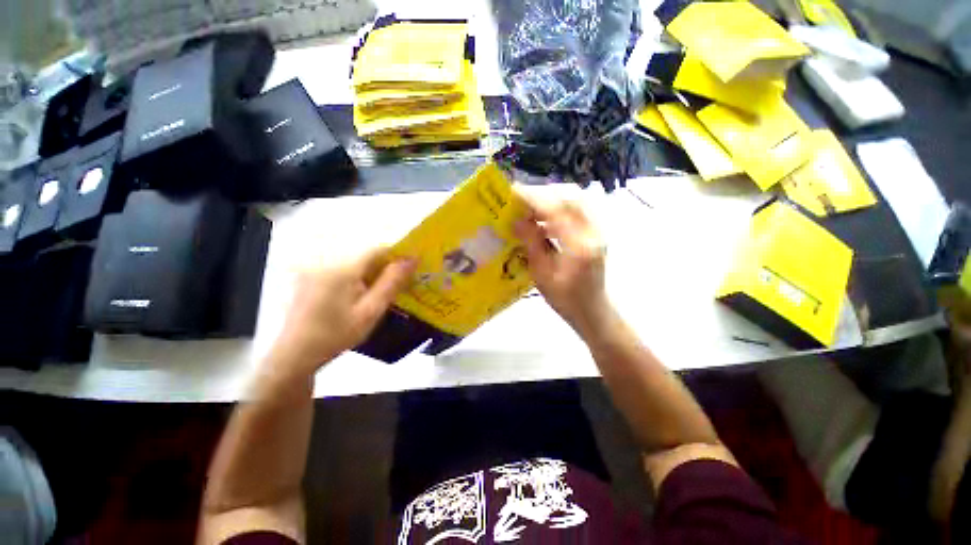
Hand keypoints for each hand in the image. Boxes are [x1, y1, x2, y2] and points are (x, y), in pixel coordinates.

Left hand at [271, 248, 415, 379]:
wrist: (295, 355)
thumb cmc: (337, 334)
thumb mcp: (370, 311)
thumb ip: (392, 283)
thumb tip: (412, 259)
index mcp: (343, 269)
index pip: (377, 250)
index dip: (397, 256)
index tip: (411, 270)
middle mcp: (327, 262)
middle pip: (365, 257)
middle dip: (384, 269)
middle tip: (398, 288)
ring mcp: (315, 269)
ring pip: (354, 264)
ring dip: (371, 275)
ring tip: (379, 296)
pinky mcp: (309, 278)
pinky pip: (341, 271)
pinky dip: (355, 279)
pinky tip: (357, 298)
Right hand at [513, 187, 612, 339]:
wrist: (593, 311)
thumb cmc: (565, 299)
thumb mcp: (542, 275)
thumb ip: (532, 244)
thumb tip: (516, 220)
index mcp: (580, 246)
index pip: (556, 211)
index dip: (533, 199)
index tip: (513, 193)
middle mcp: (593, 232)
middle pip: (570, 198)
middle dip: (543, 195)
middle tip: (520, 201)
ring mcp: (598, 231)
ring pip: (575, 202)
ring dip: (551, 201)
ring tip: (529, 210)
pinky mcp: (596, 233)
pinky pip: (577, 211)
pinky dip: (558, 210)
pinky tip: (543, 222)